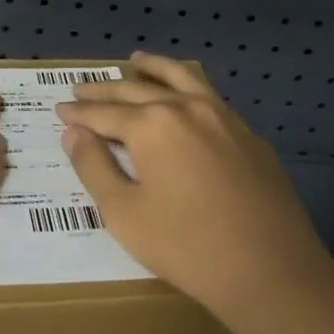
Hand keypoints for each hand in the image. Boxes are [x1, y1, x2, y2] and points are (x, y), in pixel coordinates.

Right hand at [57, 52, 333, 331]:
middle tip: (80, 88)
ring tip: (135, 60)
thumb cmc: (188, 247)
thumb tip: (74, 133)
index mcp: (151, 125)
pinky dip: (186, 86)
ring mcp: (223, 117)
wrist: (273, 273)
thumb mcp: (124, 213)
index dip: (78, 113)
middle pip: (136, 91)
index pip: (103, 113)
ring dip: (152, 68)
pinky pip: (208, 97)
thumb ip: (93, 166)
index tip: (59, 109)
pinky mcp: (248, 135)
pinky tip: (183, 95)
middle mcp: (186, 108)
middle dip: (104, 91)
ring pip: (180, 79)